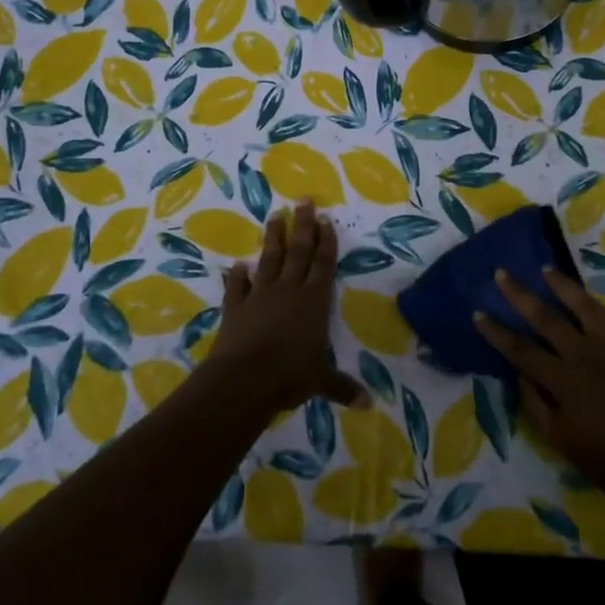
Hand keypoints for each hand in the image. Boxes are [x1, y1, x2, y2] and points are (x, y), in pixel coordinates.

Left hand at [208, 201, 366, 416]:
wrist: (243, 379)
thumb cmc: (289, 376)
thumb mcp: (321, 382)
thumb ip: (342, 387)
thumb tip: (368, 403)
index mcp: (314, 301)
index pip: (324, 264)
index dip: (326, 241)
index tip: (325, 218)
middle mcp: (289, 290)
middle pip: (299, 251)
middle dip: (303, 225)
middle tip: (303, 200)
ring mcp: (260, 295)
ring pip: (269, 259)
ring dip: (273, 238)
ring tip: (275, 216)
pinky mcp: (236, 307)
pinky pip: (237, 287)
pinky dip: (237, 276)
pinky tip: (237, 266)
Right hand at [476, 268, 604, 517]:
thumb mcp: (562, 442)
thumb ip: (536, 405)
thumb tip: (520, 374)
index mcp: (563, 380)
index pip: (520, 349)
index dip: (496, 331)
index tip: (478, 312)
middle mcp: (586, 354)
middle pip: (546, 317)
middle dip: (520, 294)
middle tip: (502, 274)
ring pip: (585, 306)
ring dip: (563, 286)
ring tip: (547, 270)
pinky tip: (602, 309)